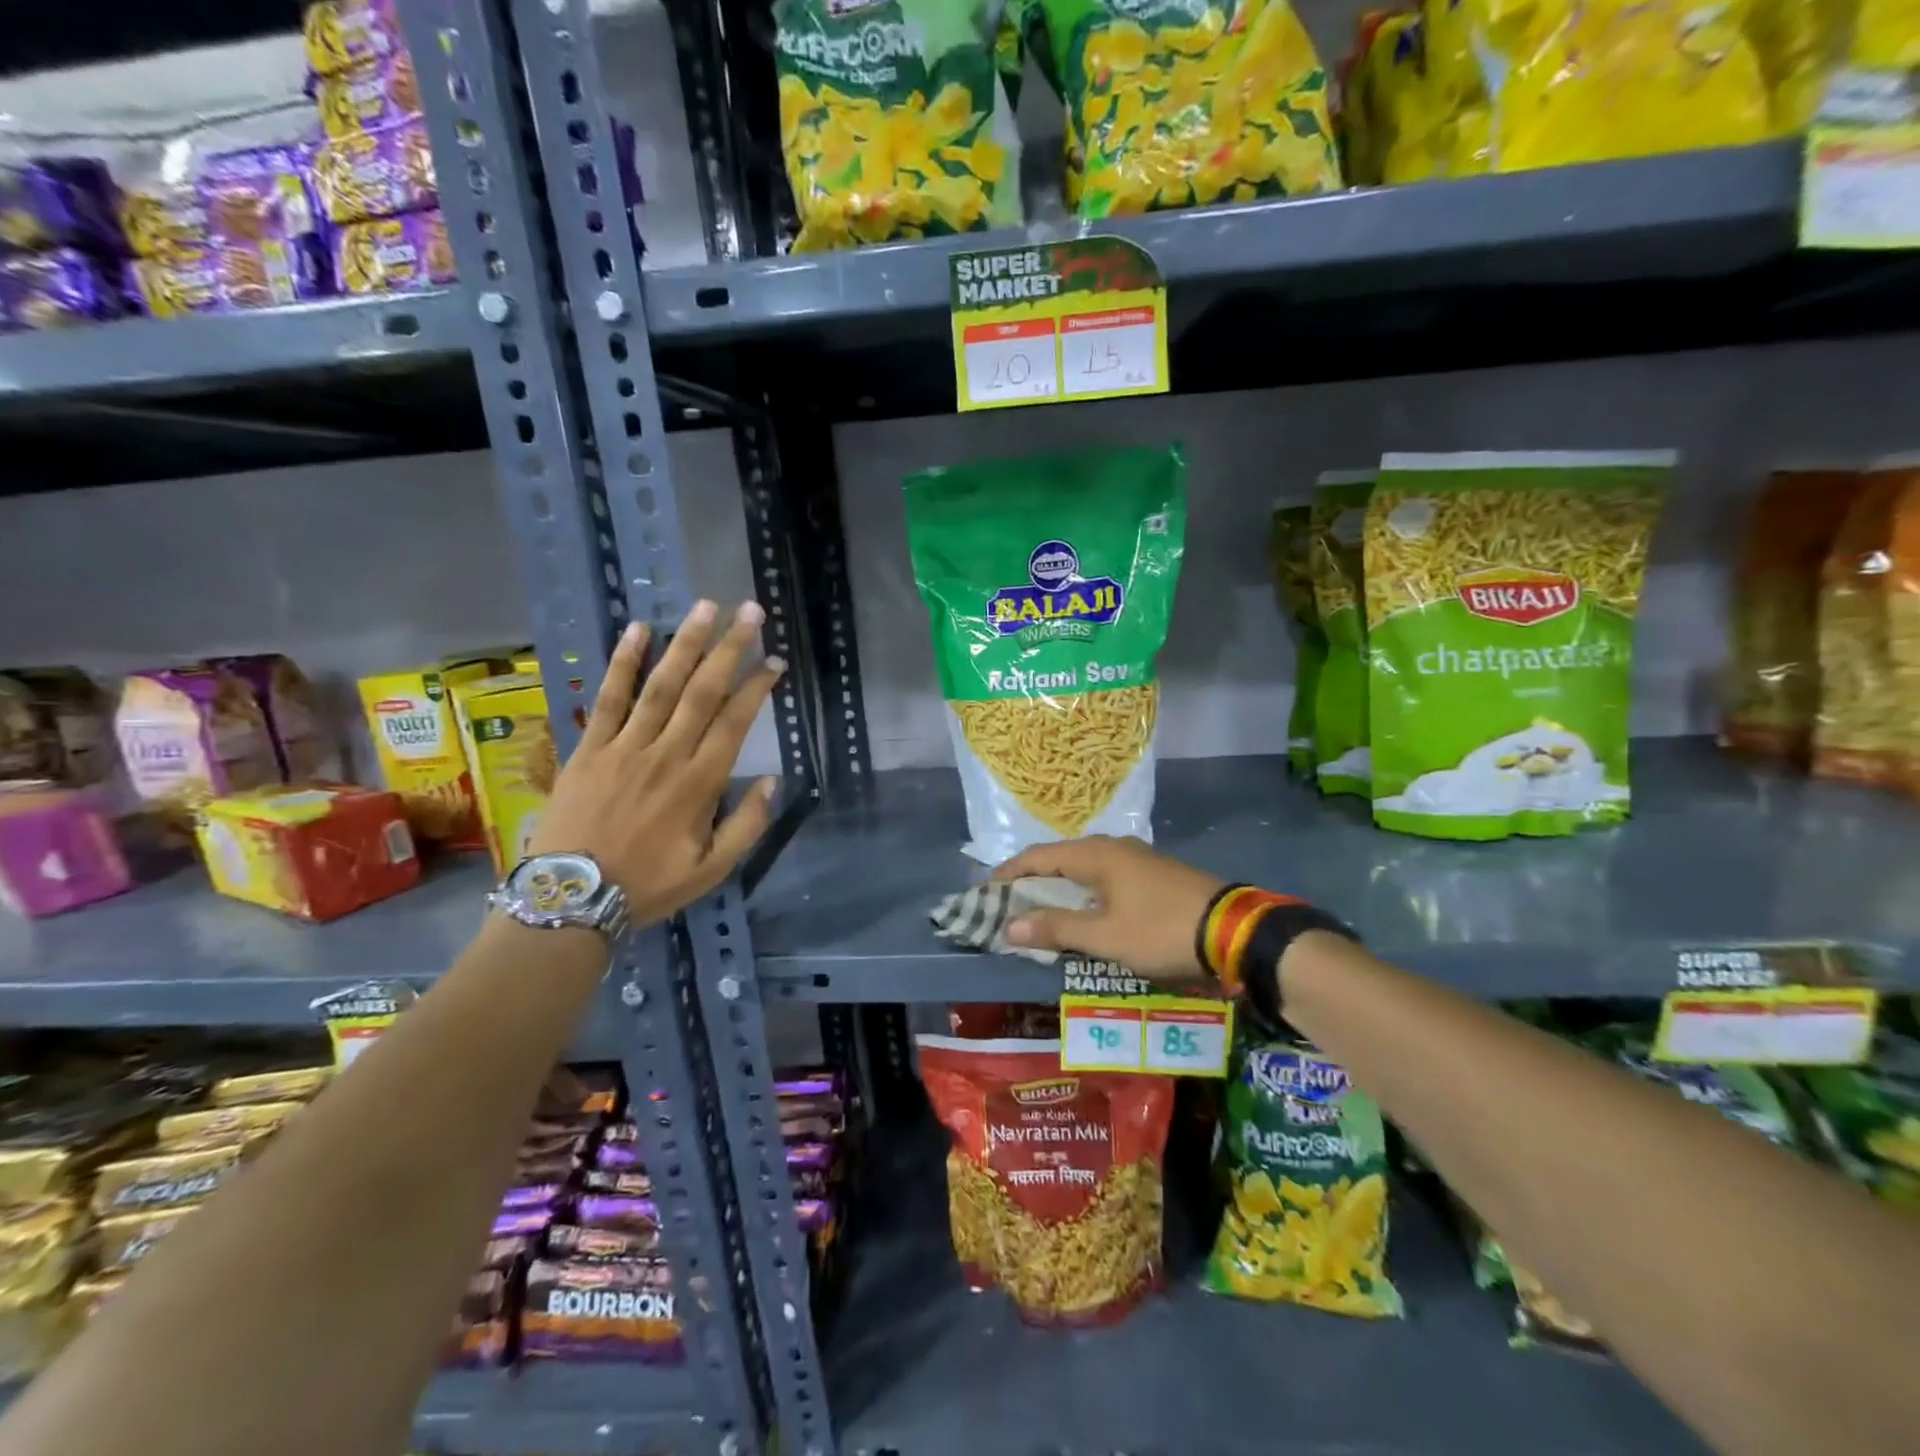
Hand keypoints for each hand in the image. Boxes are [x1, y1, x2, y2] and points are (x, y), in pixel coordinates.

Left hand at [529, 599, 782, 927]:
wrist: (570, 900)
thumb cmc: (648, 884)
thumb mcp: (713, 869)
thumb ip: (748, 825)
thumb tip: (772, 781)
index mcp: (700, 783)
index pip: (735, 721)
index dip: (758, 687)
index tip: (775, 661)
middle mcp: (667, 754)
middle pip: (703, 691)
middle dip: (729, 648)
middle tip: (749, 612)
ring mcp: (625, 747)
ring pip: (661, 685)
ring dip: (685, 643)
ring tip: (705, 608)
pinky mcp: (590, 748)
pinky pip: (608, 698)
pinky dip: (623, 663)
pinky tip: (637, 630)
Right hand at [993, 835, 1223, 980]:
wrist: (1232, 929)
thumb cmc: (1160, 929)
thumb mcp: (1105, 936)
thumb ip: (1056, 928)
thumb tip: (1009, 925)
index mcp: (1096, 855)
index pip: (1039, 857)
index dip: (1010, 873)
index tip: (986, 891)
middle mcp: (1112, 847)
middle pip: (1060, 859)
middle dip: (1032, 881)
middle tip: (1010, 905)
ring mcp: (1136, 858)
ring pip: (1084, 868)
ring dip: (1059, 888)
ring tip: (1041, 912)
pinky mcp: (1153, 873)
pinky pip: (1104, 877)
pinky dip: (1084, 892)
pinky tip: (1085, 913)